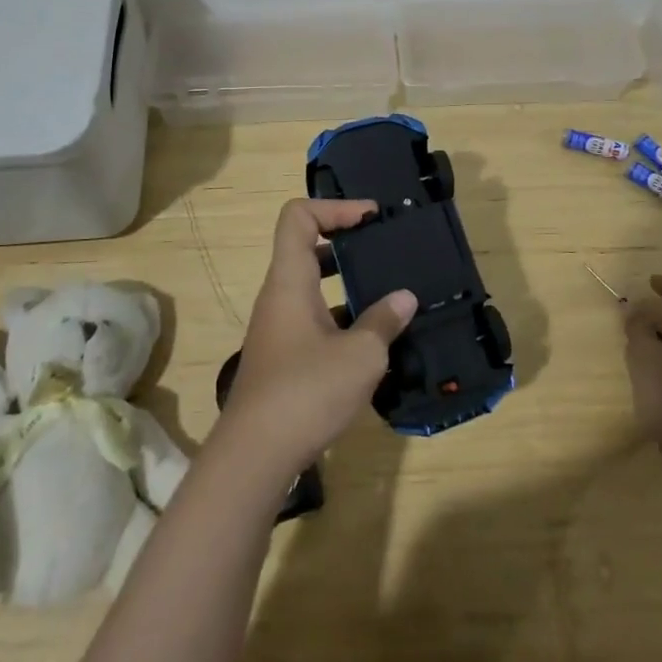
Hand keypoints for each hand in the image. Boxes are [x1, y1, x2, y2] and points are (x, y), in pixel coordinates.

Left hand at [217, 199, 417, 479]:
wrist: (256, 455)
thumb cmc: (306, 392)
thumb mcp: (360, 355)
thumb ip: (384, 321)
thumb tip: (405, 297)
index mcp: (290, 280)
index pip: (298, 216)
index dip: (334, 207)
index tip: (371, 217)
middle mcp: (279, 296)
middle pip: (306, 247)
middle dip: (347, 242)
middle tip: (384, 250)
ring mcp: (279, 327)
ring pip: (313, 286)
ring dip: (348, 284)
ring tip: (389, 293)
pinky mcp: (284, 357)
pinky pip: (314, 318)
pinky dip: (342, 317)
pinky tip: (374, 341)